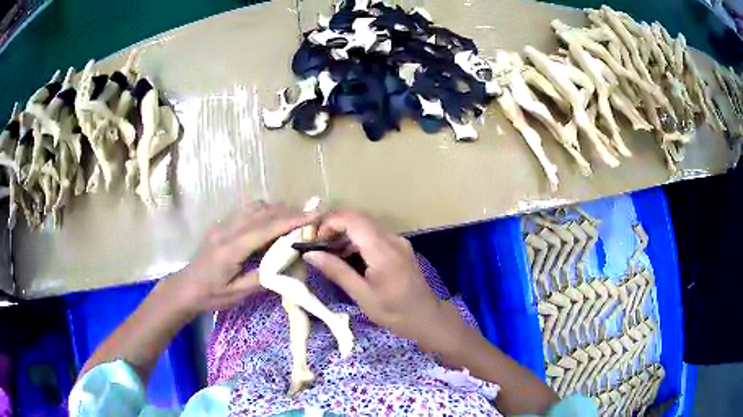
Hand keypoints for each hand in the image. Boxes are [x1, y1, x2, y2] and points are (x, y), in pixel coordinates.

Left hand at [164, 201, 316, 313]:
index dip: (292, 220)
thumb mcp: (238, 294)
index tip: (314, 215)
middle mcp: (227, 230)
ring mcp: (223, 225)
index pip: (266, 228)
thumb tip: (287, 266)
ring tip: (294, 221)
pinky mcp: (221, 226)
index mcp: (231, 248)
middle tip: (310, 219)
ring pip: (254, 207)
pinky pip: (246, 211)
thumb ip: (262, 278)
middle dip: (288, 212)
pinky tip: (271, 223)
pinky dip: (264, 212)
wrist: (184, 288)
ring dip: (276, 210)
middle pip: (262, 212)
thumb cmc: (210, 295)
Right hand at [303, 211, 462, 346]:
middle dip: (335, 226)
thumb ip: (336, 271)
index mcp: (382, 250)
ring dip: (346, 233)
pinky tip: (349, 258)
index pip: (353, 219)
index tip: (315, 240)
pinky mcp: (400, 246)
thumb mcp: (361, 295)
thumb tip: (310, 254)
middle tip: (319, 246)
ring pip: (366, 225)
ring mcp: (398, 241)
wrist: (425, 317)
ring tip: (330, 253)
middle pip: (359, 218)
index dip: (330, 223)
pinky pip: (375, 234)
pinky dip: (358, 240)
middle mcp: (392, 238)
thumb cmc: (393, 311)